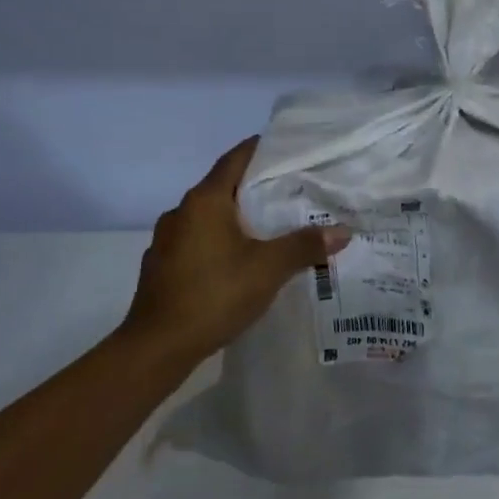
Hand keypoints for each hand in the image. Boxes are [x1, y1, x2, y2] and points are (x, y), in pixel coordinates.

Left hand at [125, 137, 351, 370]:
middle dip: (256, 188)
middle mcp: (182, 212)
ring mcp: (168, 240)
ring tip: (272, 228)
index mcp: (205, 201)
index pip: (236, 159)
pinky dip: (221, 242)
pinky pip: (198, 241)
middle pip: (224, 187)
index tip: (289, 149)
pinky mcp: (163, 266)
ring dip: (238, 218)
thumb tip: (343, 231)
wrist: (155, 348)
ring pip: (210, 217)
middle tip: (293, 191)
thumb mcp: (268, 269)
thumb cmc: (213, 295)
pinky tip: (240, 262)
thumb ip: (305, 246)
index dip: (261, 149)